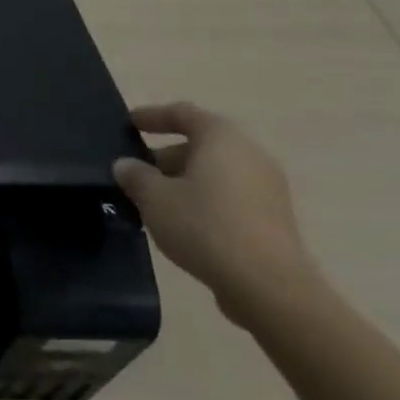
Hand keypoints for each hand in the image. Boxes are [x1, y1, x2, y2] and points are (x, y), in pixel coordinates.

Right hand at [112, 101, 320, 328]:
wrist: (268, 286)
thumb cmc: (205, 226)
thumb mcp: (154, 198)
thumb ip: (135, 175)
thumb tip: (126, 165)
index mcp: (222, 138)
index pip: (183, 113)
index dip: (153, 116)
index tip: (129, 123)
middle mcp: (250, 154)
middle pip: (201, 144)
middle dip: (165, 156)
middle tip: (135, 172)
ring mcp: (267, 187)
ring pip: (215, 172)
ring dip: (184, 180)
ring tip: (153, 201)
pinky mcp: (273, 218)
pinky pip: (230, 195)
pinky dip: (204, 199)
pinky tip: (182, 223)